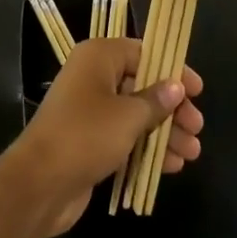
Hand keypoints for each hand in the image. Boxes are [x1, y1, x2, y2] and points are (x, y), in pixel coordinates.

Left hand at [5, 37, 204, 237]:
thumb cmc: (86, 135)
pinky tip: (171, 165)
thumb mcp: (128, 116)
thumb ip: (156, 101)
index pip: (144, 53)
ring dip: (164, 132)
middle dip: (172, 108)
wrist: (39, 184)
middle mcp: (93, 77)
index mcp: (99, 57)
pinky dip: (147, 148)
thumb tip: (176, 87)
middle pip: (142, 85)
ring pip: (135, 114)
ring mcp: (90, 110)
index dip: (172, 70)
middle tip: (197, 128)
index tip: (197, 91)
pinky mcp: (89, 141)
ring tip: (192, 153)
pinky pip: (124, 137)